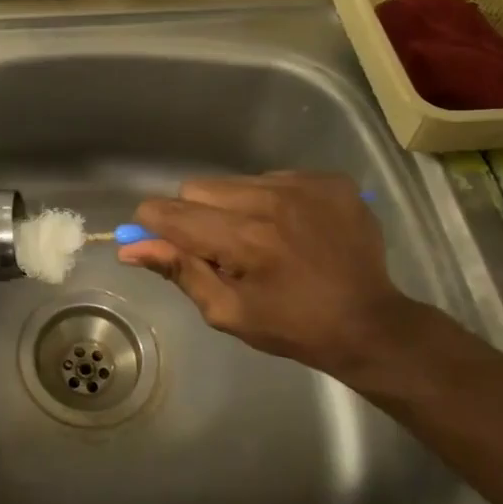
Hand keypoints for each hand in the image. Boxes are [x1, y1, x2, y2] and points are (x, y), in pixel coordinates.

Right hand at [119, 172, 423, 378]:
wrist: (373, 325)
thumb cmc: (293, 327)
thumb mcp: (227, 312)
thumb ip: (178, 271)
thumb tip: (130, 247)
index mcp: (246, 239)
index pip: (171, 211)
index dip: (156, 226)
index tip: (163, 243)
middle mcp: (273, 201)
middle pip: (198, 188)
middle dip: (197, 217)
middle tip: (222, 250)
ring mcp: (305, 185)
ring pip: (234, 181)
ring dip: (233, 207)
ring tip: (260, 239)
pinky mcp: (330, 180)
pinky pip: (273, 177)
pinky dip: (269, 200)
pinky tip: (290, 229)